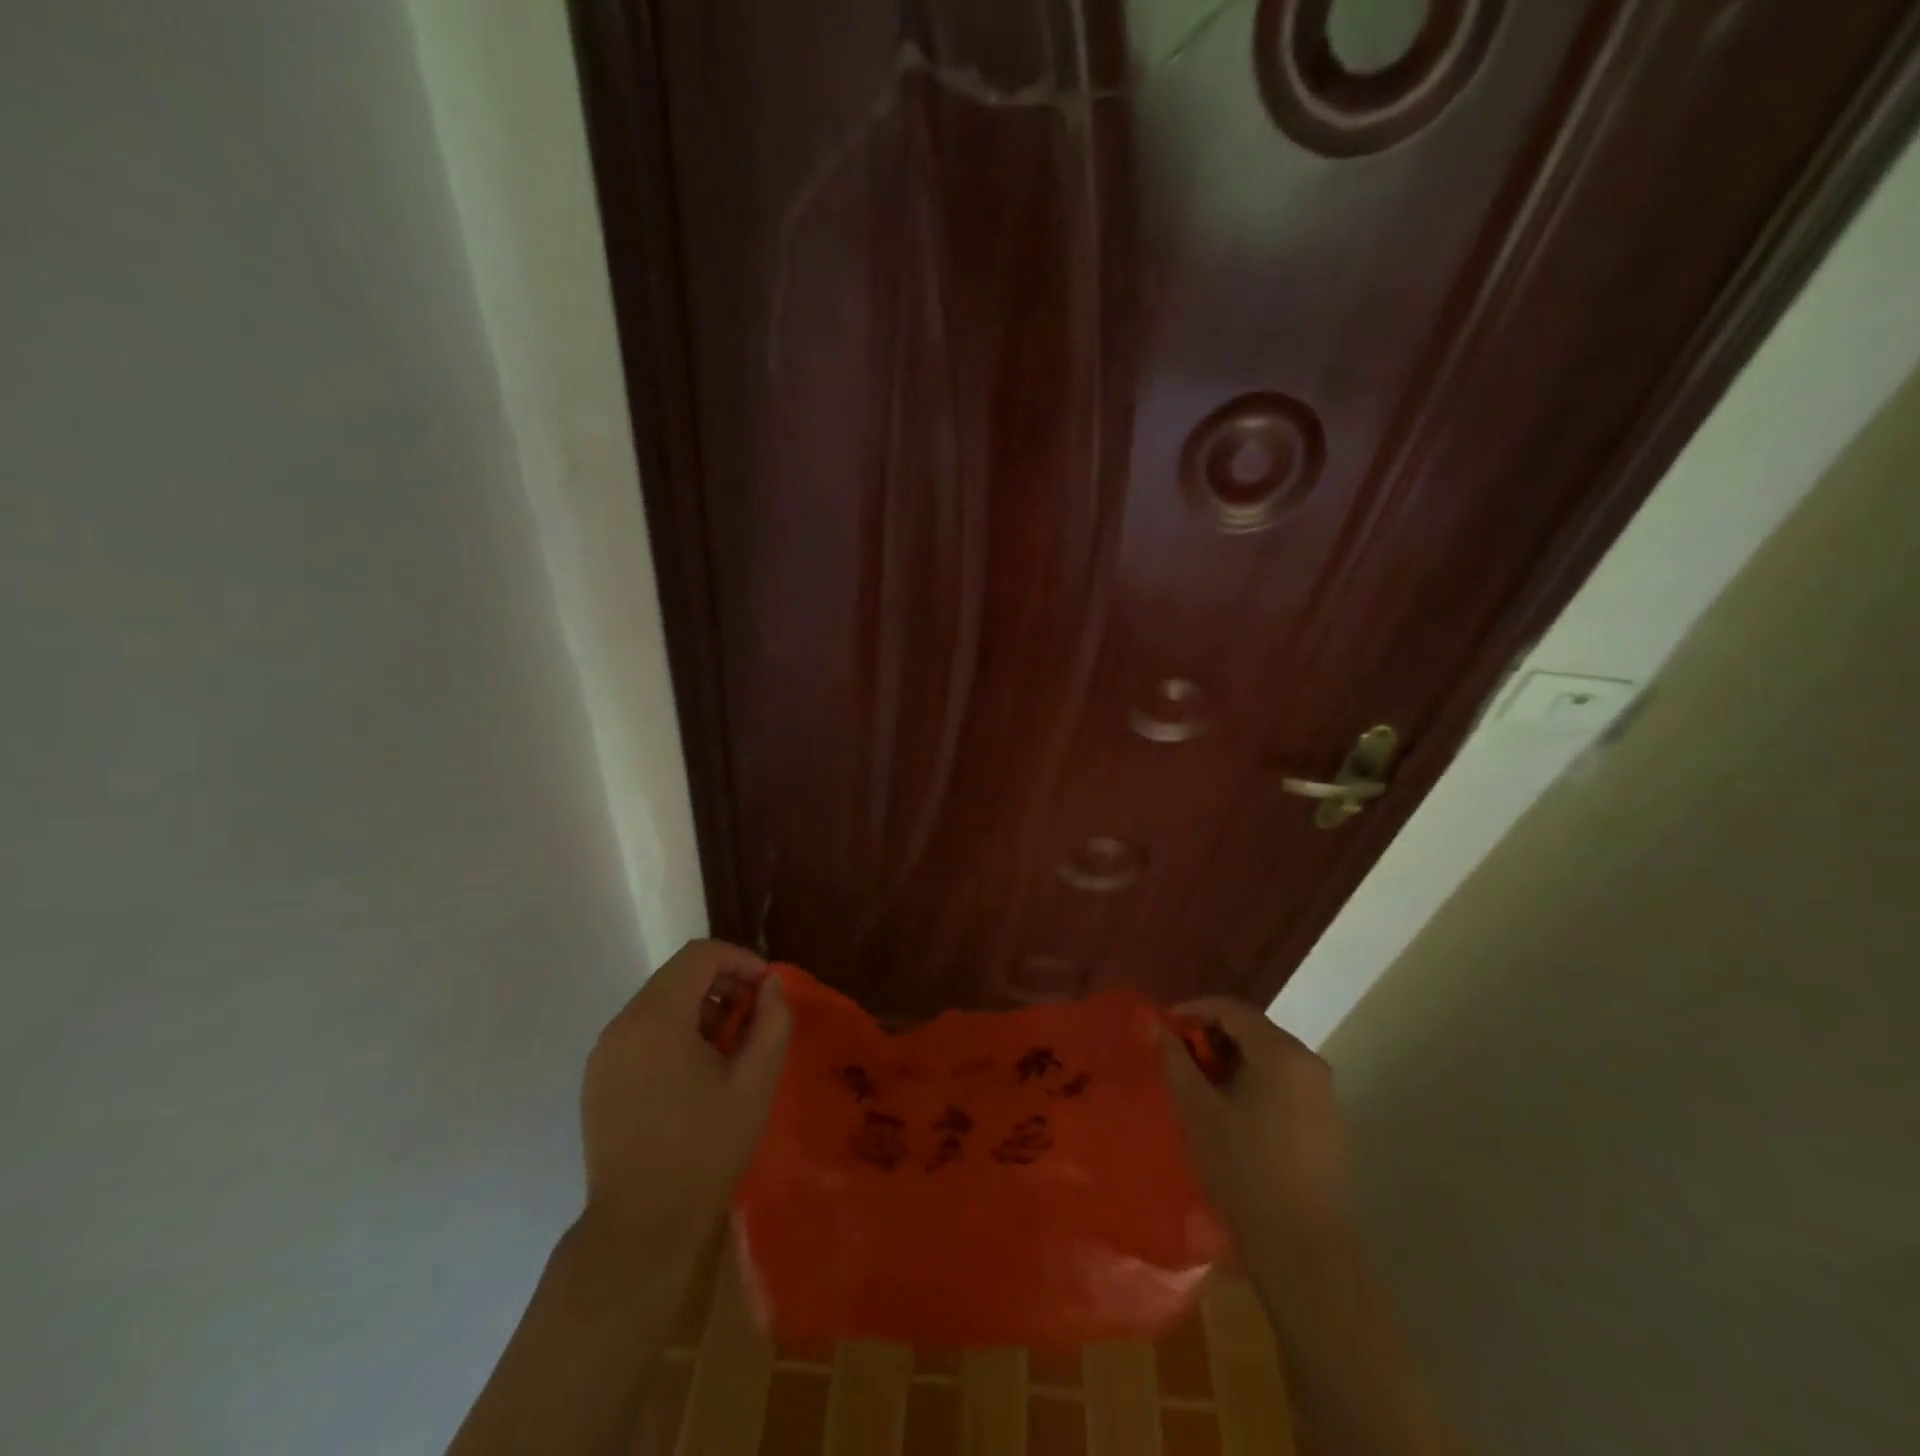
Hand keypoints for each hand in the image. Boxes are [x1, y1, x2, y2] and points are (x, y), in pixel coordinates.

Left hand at [578, 939, 791, 1248]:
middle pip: (678, 975)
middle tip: (756, 1019)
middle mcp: (621, 1025)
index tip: (769, 990)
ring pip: (660, 1003)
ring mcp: (604, 1054)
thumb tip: (772, 985)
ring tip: (732, 1048)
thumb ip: (772, 1020)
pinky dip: (676, 1033)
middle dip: (724, 985)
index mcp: (655, 1018)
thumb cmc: (705, 1149)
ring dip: (702, 1009)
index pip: (700, 955)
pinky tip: (699, 1072)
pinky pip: (643, 1033)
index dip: (741, 960)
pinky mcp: (599, 1080)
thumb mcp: (756, 1081)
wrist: (641, 1229)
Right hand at [1160, 997, 1352, 1244]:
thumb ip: (1175, 1060)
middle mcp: (1309, 1062)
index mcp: (1281, 1052)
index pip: (1232, 1009)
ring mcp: (1324, 1094)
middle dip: (1212, 1036)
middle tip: (1177, 1055)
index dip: (1194, 1010)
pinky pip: (1284, 1083)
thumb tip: (1153, 1024)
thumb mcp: (1197, 1110)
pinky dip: (1254, 1082)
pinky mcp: (1328, 1122)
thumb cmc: (1243, 1169)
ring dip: (1232, 1060)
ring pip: (1269, 1058)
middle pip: (1253, 1030)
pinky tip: (1231, 1109)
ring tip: (1199, 1083)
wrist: (1302, 1248)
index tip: (1164, 1026)